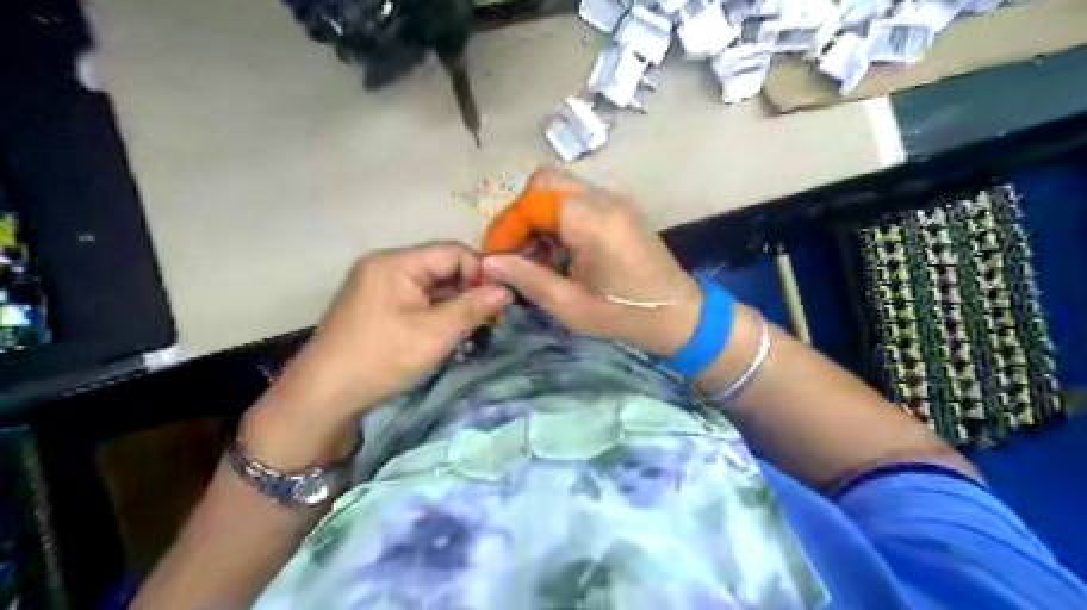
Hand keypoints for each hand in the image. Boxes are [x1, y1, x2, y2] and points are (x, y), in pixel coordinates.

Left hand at [241, 241, 509, 468]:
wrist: (324, 396)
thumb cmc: (381, 359)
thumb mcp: (435, 334)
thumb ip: (474, 308)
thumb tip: (508, 290)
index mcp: (396, 263)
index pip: (452, 252)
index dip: (481, 272)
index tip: (502, 299)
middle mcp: (386, 266)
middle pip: (441, 267)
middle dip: (469, 289)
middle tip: (492, 317)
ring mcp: (378, 286)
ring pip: (431, 285)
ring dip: (455, 303)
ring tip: (476, 327)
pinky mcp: (377, 306)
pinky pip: (417, 299)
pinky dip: (437, 312)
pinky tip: (450, 331)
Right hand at [478, 166, 700, 356]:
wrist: (679, 315)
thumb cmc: (626, 316)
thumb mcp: (571, 306)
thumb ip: (528, 279)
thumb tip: (487, 263)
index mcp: (592, 220)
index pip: (533, 201)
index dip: (507, 227)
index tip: (496, 258)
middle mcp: (603, 199)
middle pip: (544, 182)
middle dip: (521, 215)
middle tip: (515, 252)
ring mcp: (613, 201)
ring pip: (558, 189)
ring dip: (538, 217)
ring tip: (535, 257)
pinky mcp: (617, 210)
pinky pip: (575, 200)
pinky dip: (556, 220)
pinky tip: (558, 253)